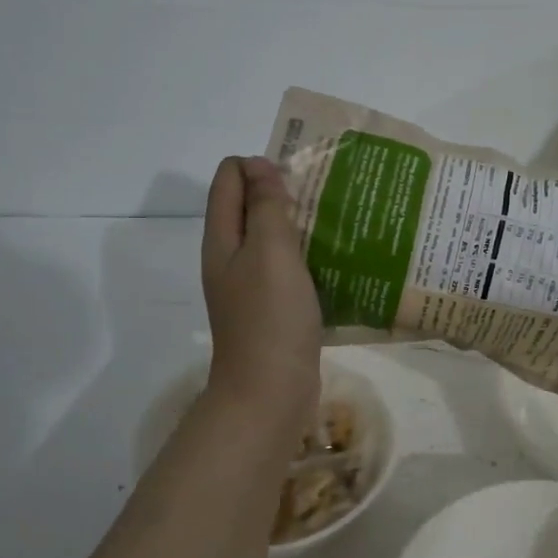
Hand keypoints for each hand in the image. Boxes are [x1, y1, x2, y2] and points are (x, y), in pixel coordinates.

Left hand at [201, 156, 322, 434]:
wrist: (270, 391)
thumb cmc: (271, 316)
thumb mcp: (270, 251)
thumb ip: (265, 206)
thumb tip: (259, 166)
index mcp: (222, 239)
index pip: (228, 179)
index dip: (258, 166)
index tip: (299, 174)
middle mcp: (229, 258)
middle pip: (247, 207)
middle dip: (280, 192)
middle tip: (323, 194)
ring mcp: (249, 286)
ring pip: (269, 239)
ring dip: (296, 225)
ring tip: (335, 221)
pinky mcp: (271, 309)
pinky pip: (286, 269)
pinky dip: (305, 256)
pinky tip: (334, 260)